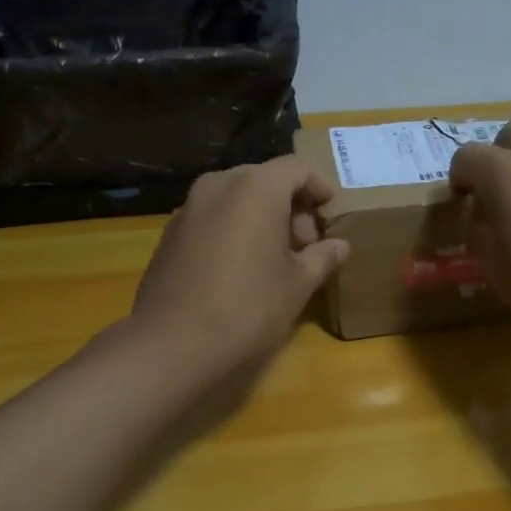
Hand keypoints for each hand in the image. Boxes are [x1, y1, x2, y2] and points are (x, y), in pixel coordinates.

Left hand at [130, 155, 348, 398]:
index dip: (319, 185)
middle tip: (305, 244)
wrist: (172, 343)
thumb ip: (322, 257)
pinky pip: (212, 217)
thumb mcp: (298, 284)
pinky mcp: (170, 233)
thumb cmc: (248, 307)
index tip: (330, 210)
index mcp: (256, 188)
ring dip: (260, 217)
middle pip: (264, 179)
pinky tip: (239, 268)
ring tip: (274, 257)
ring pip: (235, 197)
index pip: (297, 167)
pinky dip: (233, 228)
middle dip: (290, 205)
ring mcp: (188, 208)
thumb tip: (340, 246)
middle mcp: (219, 185)